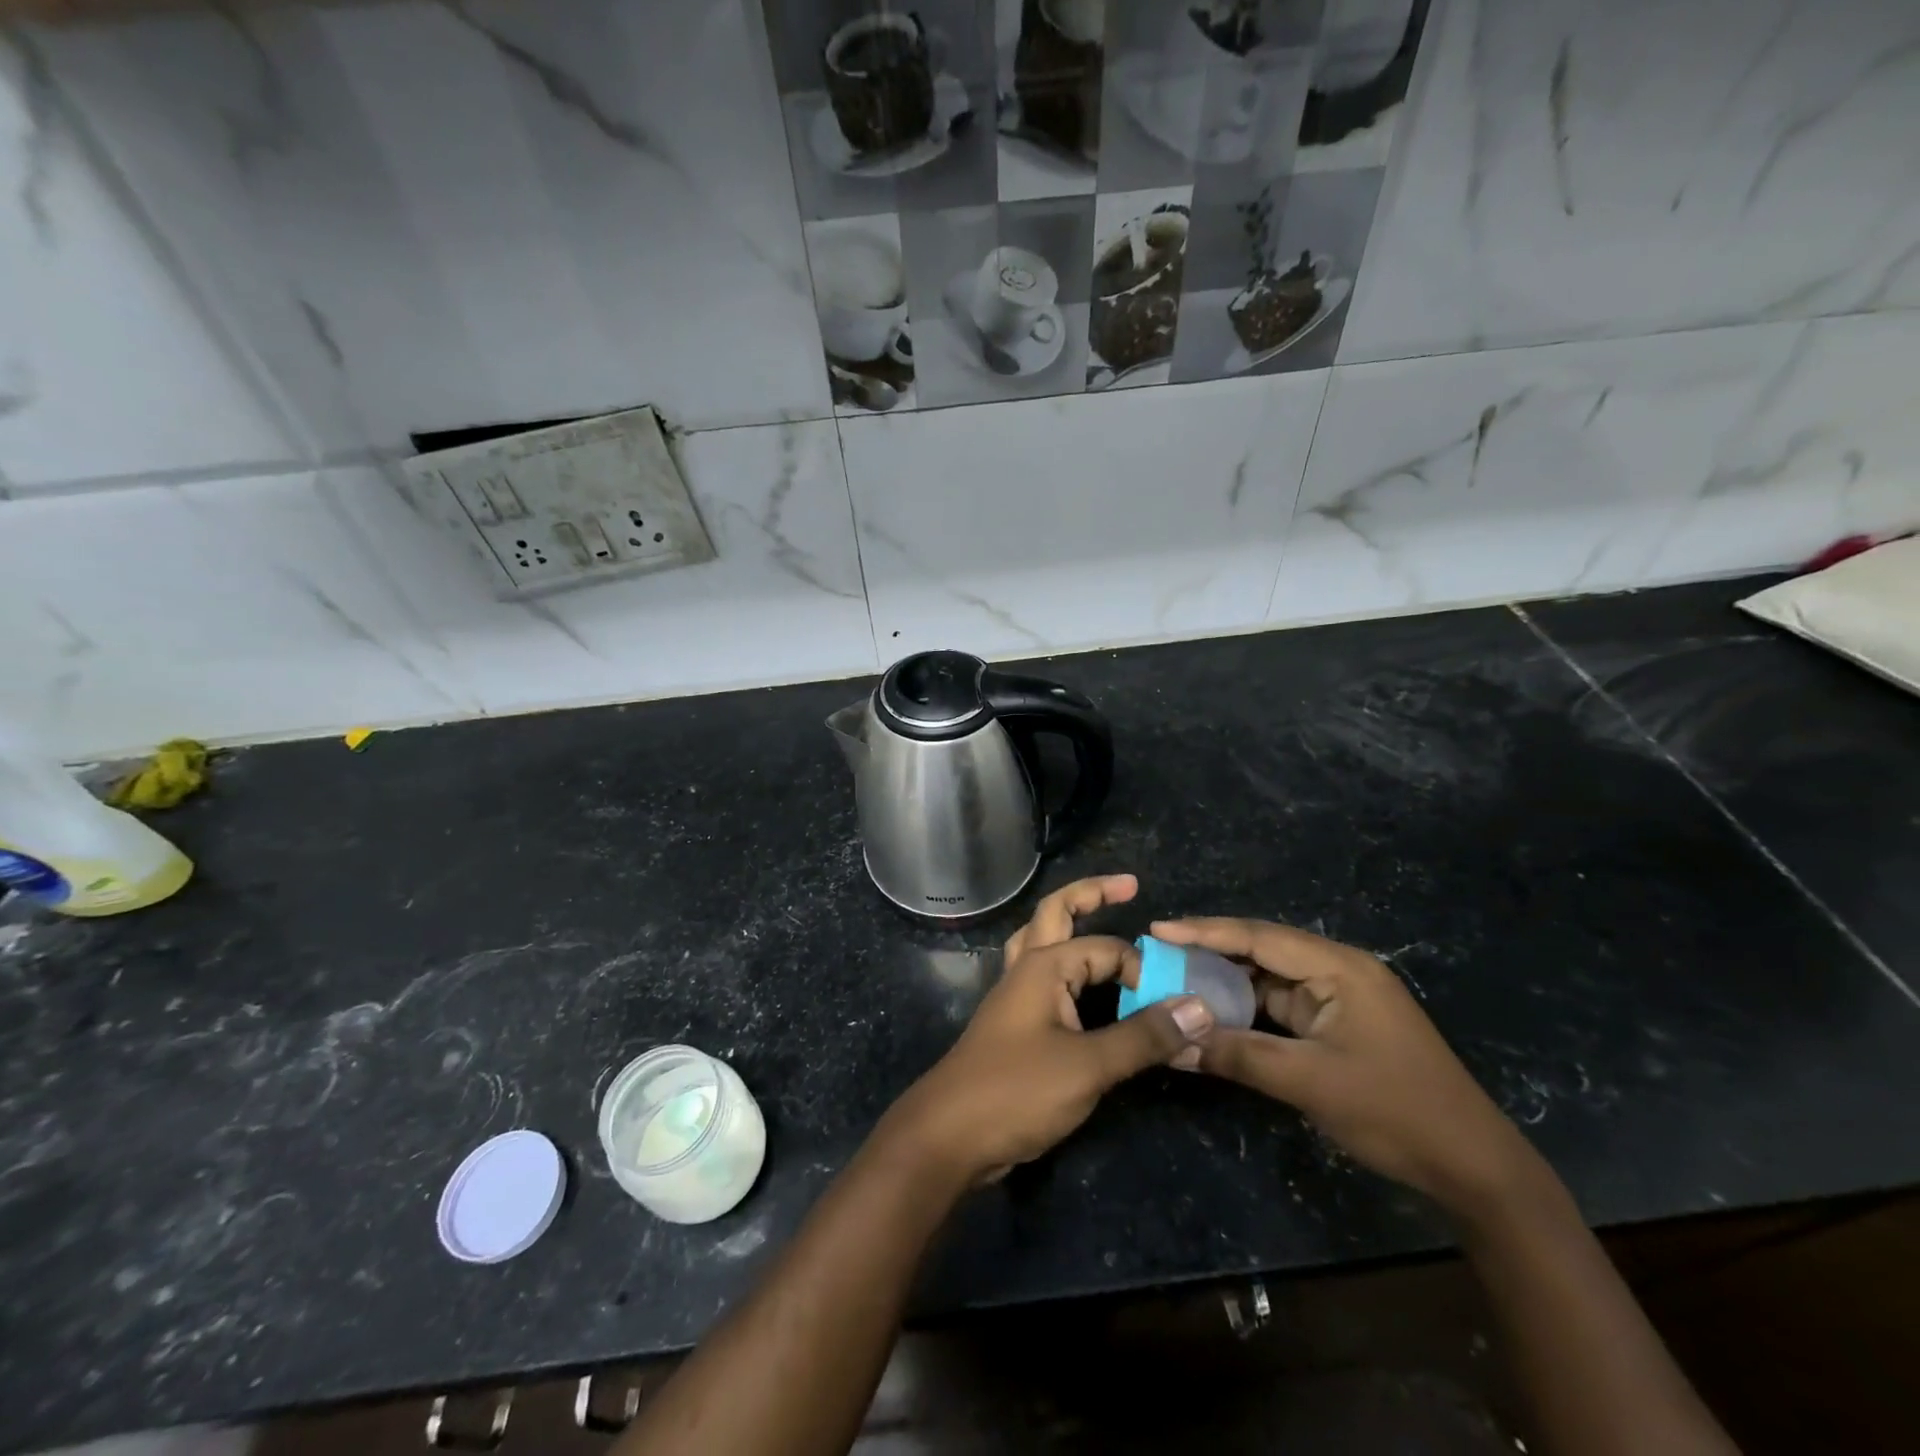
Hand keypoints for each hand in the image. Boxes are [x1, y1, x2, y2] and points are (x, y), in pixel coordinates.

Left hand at [878, 876, 1213, 1185]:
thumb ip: (1144, 1036)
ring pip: (1042, 941)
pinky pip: (1042, 977)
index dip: (1143, 971)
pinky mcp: (1013, 1023)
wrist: (949, 1134)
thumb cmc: (1017, 1090)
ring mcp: (1015, 994)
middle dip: (1092, 894)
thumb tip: (1200, 1007)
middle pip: (1057, 912)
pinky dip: (1065, 968)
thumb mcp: (1089, 1065)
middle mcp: (1026, 968)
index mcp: (1044, 965)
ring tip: (1096, 916)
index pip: (1107, 949)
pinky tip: (1078, 985)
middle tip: (1129, 886)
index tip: (1173, 1004)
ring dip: (1069, 923)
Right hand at [1151, 917, 1529, 1212]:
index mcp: (1339, 968)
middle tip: (1158, 953)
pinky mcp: (1338, 1025)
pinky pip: (1282, 1006)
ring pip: (1270, 979)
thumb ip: (1238, 1056)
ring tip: (1176, 979)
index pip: (1259, 937)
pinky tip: (1215, 1012)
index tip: (1157, 929)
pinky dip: (1248, 1008)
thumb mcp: (1309, 1081)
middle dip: (1210, 951)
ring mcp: (1340, 998)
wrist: (1474, 1167)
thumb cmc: (1395, 1110)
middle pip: (1262, 950)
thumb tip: (1173, 1046)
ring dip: (1227, 982)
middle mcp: (1338, 971)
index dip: (1205, 931)